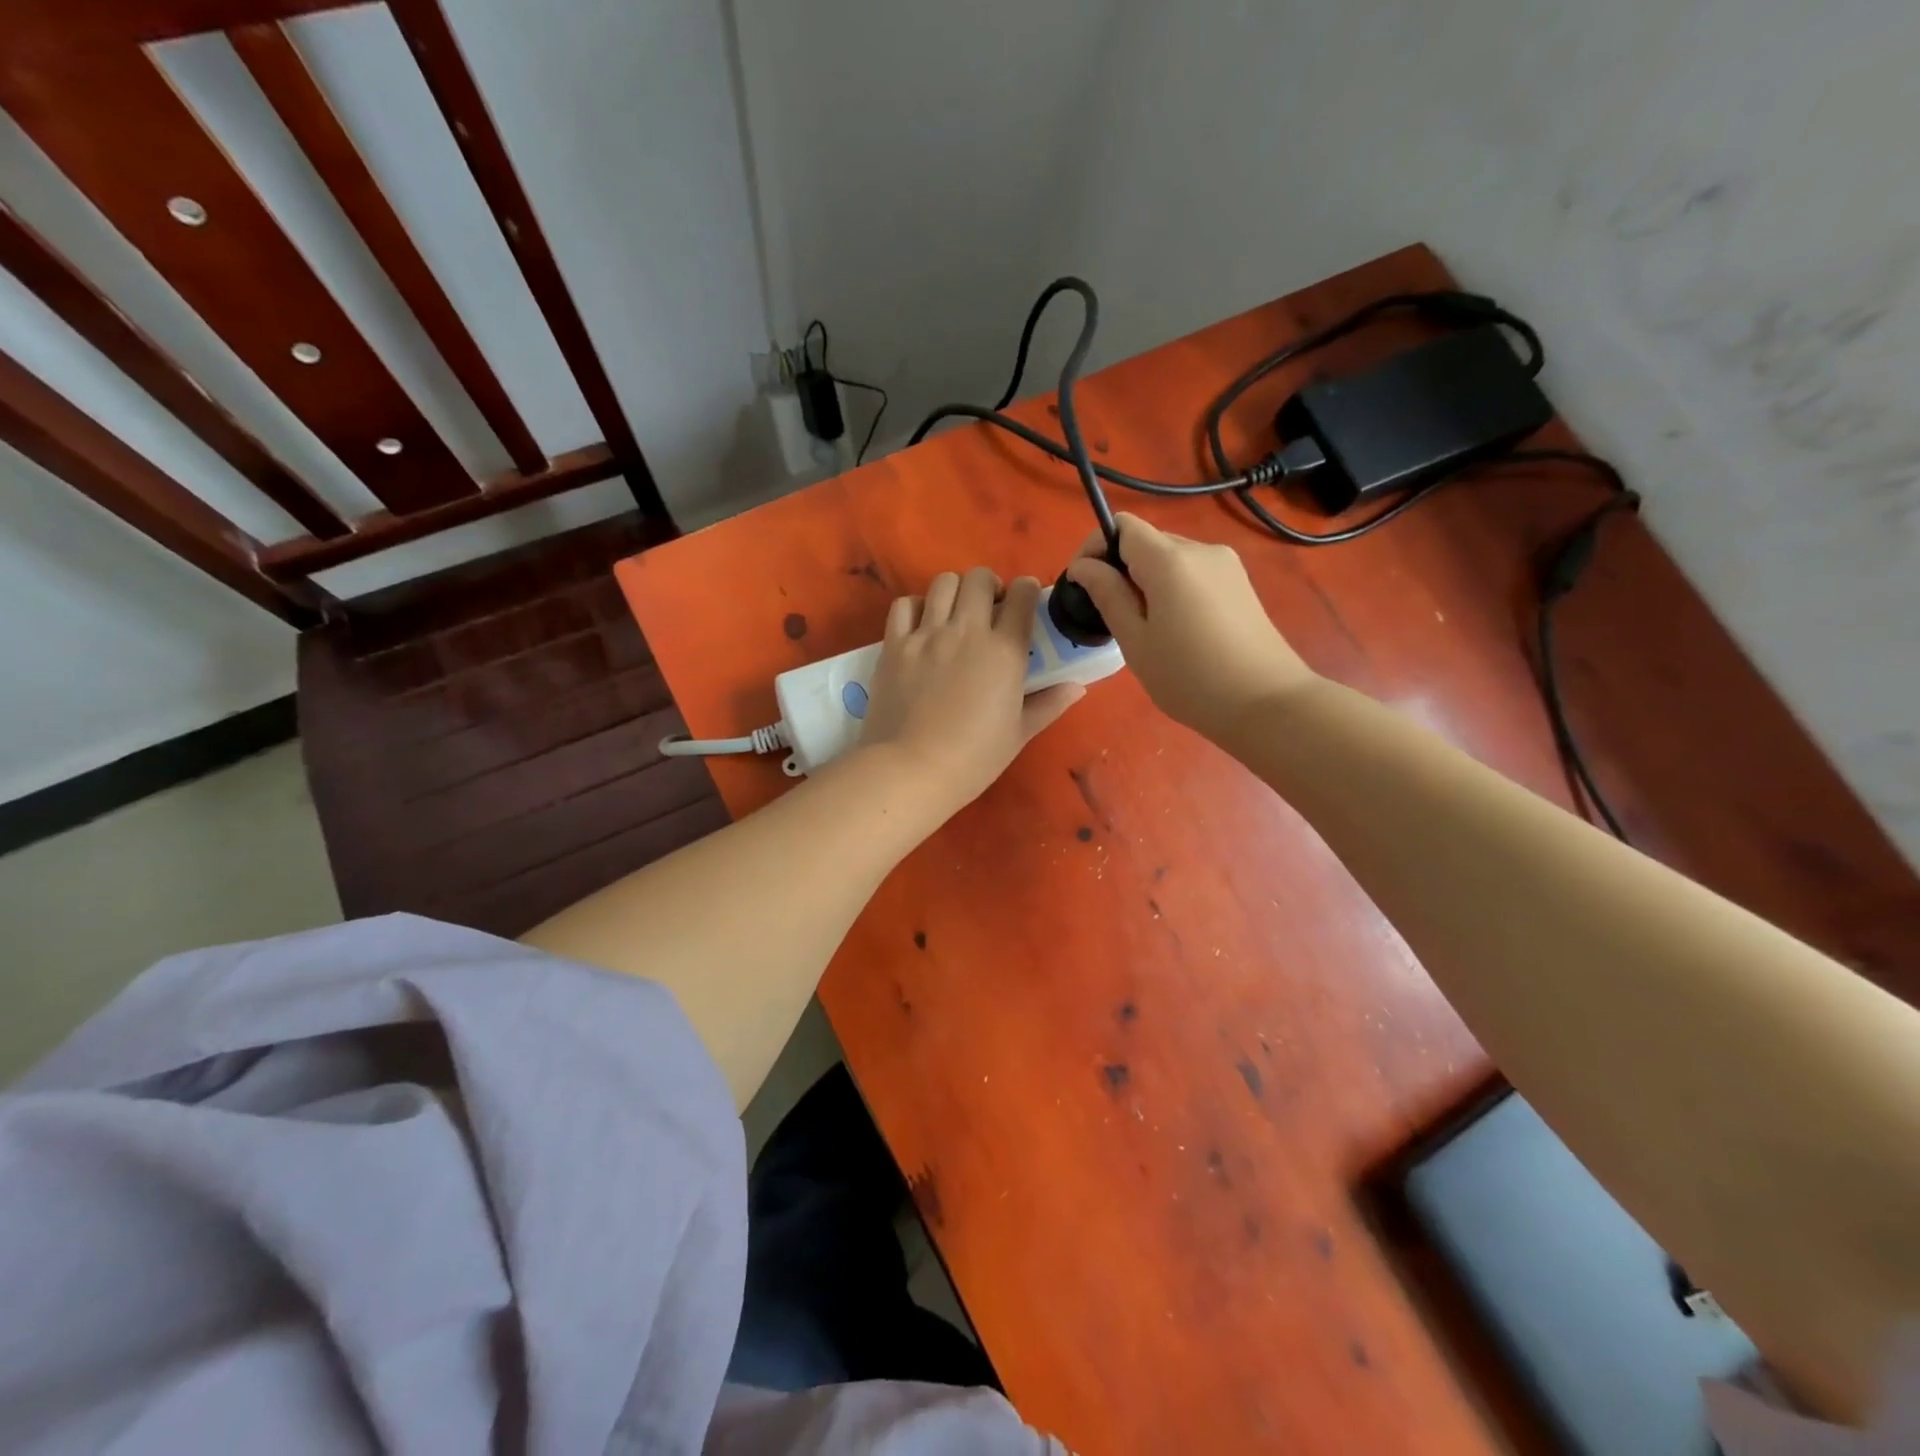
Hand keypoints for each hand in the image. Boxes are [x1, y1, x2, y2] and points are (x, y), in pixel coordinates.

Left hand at [858, 568, 1083, 816]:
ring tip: (955, 613)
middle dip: (990, 585)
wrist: (912, 770)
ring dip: (955, 591)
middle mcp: (967, 631)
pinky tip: (922, 626)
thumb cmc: (974, 758)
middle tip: (989, 608)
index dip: (1027, 591)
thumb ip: (1048, 704)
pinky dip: (916, 607)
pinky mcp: (894, 645)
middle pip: (980, 578)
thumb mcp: (1019, 734)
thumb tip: (1077, 687)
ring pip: (943, 582)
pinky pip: (904, 605)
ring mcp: (927, 635)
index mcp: (1005, 651)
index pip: (1022, 596)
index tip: (1025, 601)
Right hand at [1065, 514, 1315, 737]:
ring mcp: (1226, 565)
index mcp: (1170, 560)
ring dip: (1147, 581)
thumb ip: (1107, 595)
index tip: (1084, 582)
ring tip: (1146, 628)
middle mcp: (1201, 549)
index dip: (1096, 546)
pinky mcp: (1240, 583)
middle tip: (1112, 615)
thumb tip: (1083, 565)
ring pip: (1170, 558)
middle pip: (1147, 541)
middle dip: (1121, 568)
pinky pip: (1193, 573)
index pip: (1122, 525)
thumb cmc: (1189, 678)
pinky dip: (1173, 589)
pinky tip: (1177, 630)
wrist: (1267, 702)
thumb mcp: (1136, 641)